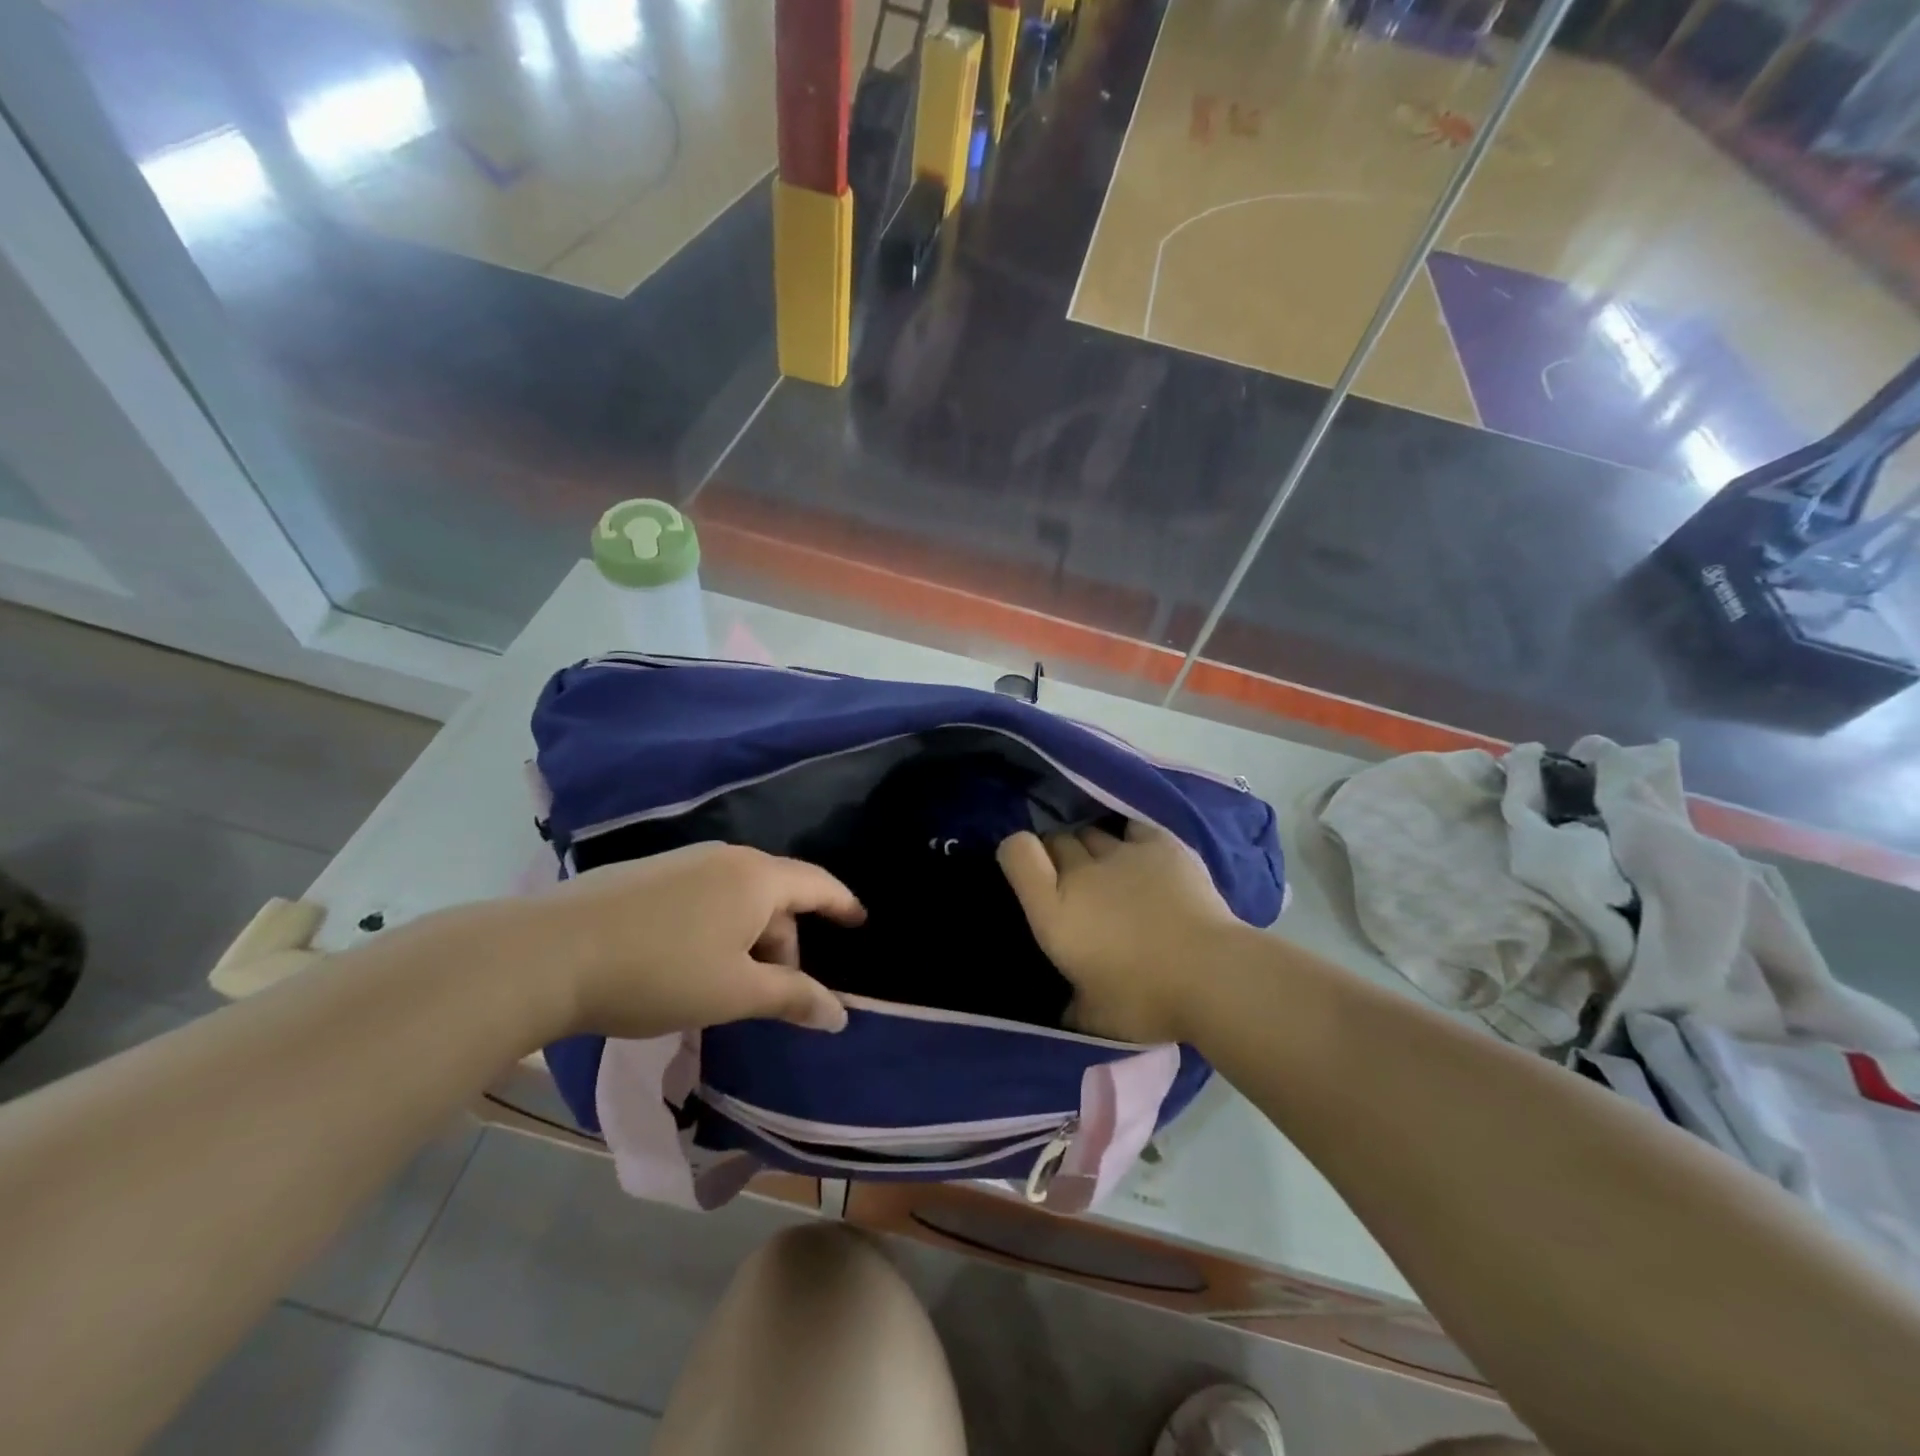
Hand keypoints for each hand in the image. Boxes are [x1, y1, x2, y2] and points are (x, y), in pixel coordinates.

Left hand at [537, 843, 864, 1039]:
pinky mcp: (647, 874)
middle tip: (771, 994)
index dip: (842, 904)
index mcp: (757, 877)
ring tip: (726, 986)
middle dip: (784, 944)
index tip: (859, 922)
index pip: (818, 884)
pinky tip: (686, 965)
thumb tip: (840, 1014)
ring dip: (747, 940)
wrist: (548, 954)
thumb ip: (793, 998)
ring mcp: (682, 861)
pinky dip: (715, 929)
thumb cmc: (660, 973)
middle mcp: (725, 858)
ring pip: (737, 898)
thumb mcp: (735, 993)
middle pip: (776, 896)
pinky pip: (703, 897)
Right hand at [997, 821, 1237, 1043]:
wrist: (1211, 975)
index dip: (1016, 853)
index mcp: (1055, 910)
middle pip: (1057, 839)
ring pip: (1092, 832)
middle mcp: (1081, 872)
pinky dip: (1130, 839)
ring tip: (1109, 870)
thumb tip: (1068, 1009)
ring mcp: (1122, 853)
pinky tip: (1141, 856)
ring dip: (1092, 848)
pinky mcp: (1160, 844)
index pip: (1016, 852)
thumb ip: (1073, 1006)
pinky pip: (1132, 828)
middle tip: (1073, 881)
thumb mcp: (1095, 1018)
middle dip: (1058, 854)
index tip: (1025, 868)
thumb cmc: (1145, 1001)